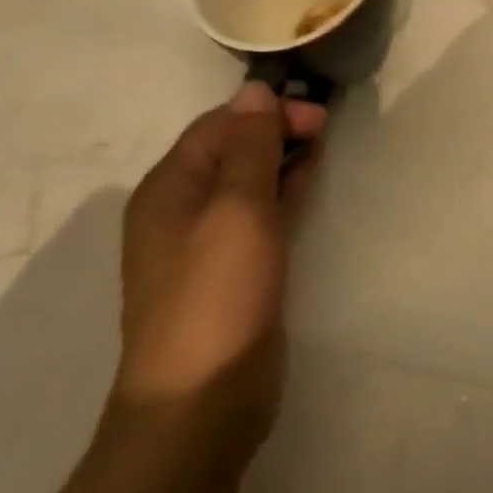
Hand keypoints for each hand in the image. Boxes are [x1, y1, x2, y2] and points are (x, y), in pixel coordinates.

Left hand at [112, 83, 325, 447]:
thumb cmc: (217, 292)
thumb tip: (254, 89)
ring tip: (322, 145)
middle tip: (324, 128)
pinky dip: (282, 189)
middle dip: (276, 129)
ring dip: (281, 157)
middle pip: (232, 149)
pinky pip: (257, 212)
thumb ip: (249, 145)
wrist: (202, 403)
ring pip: (247, 179)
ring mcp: (204, 243)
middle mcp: (180, 209)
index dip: (266, 111)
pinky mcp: (231, 270)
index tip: (314, 114)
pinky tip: (308, 180)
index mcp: (168, 188)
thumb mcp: (237, 207)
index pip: (219, 124)